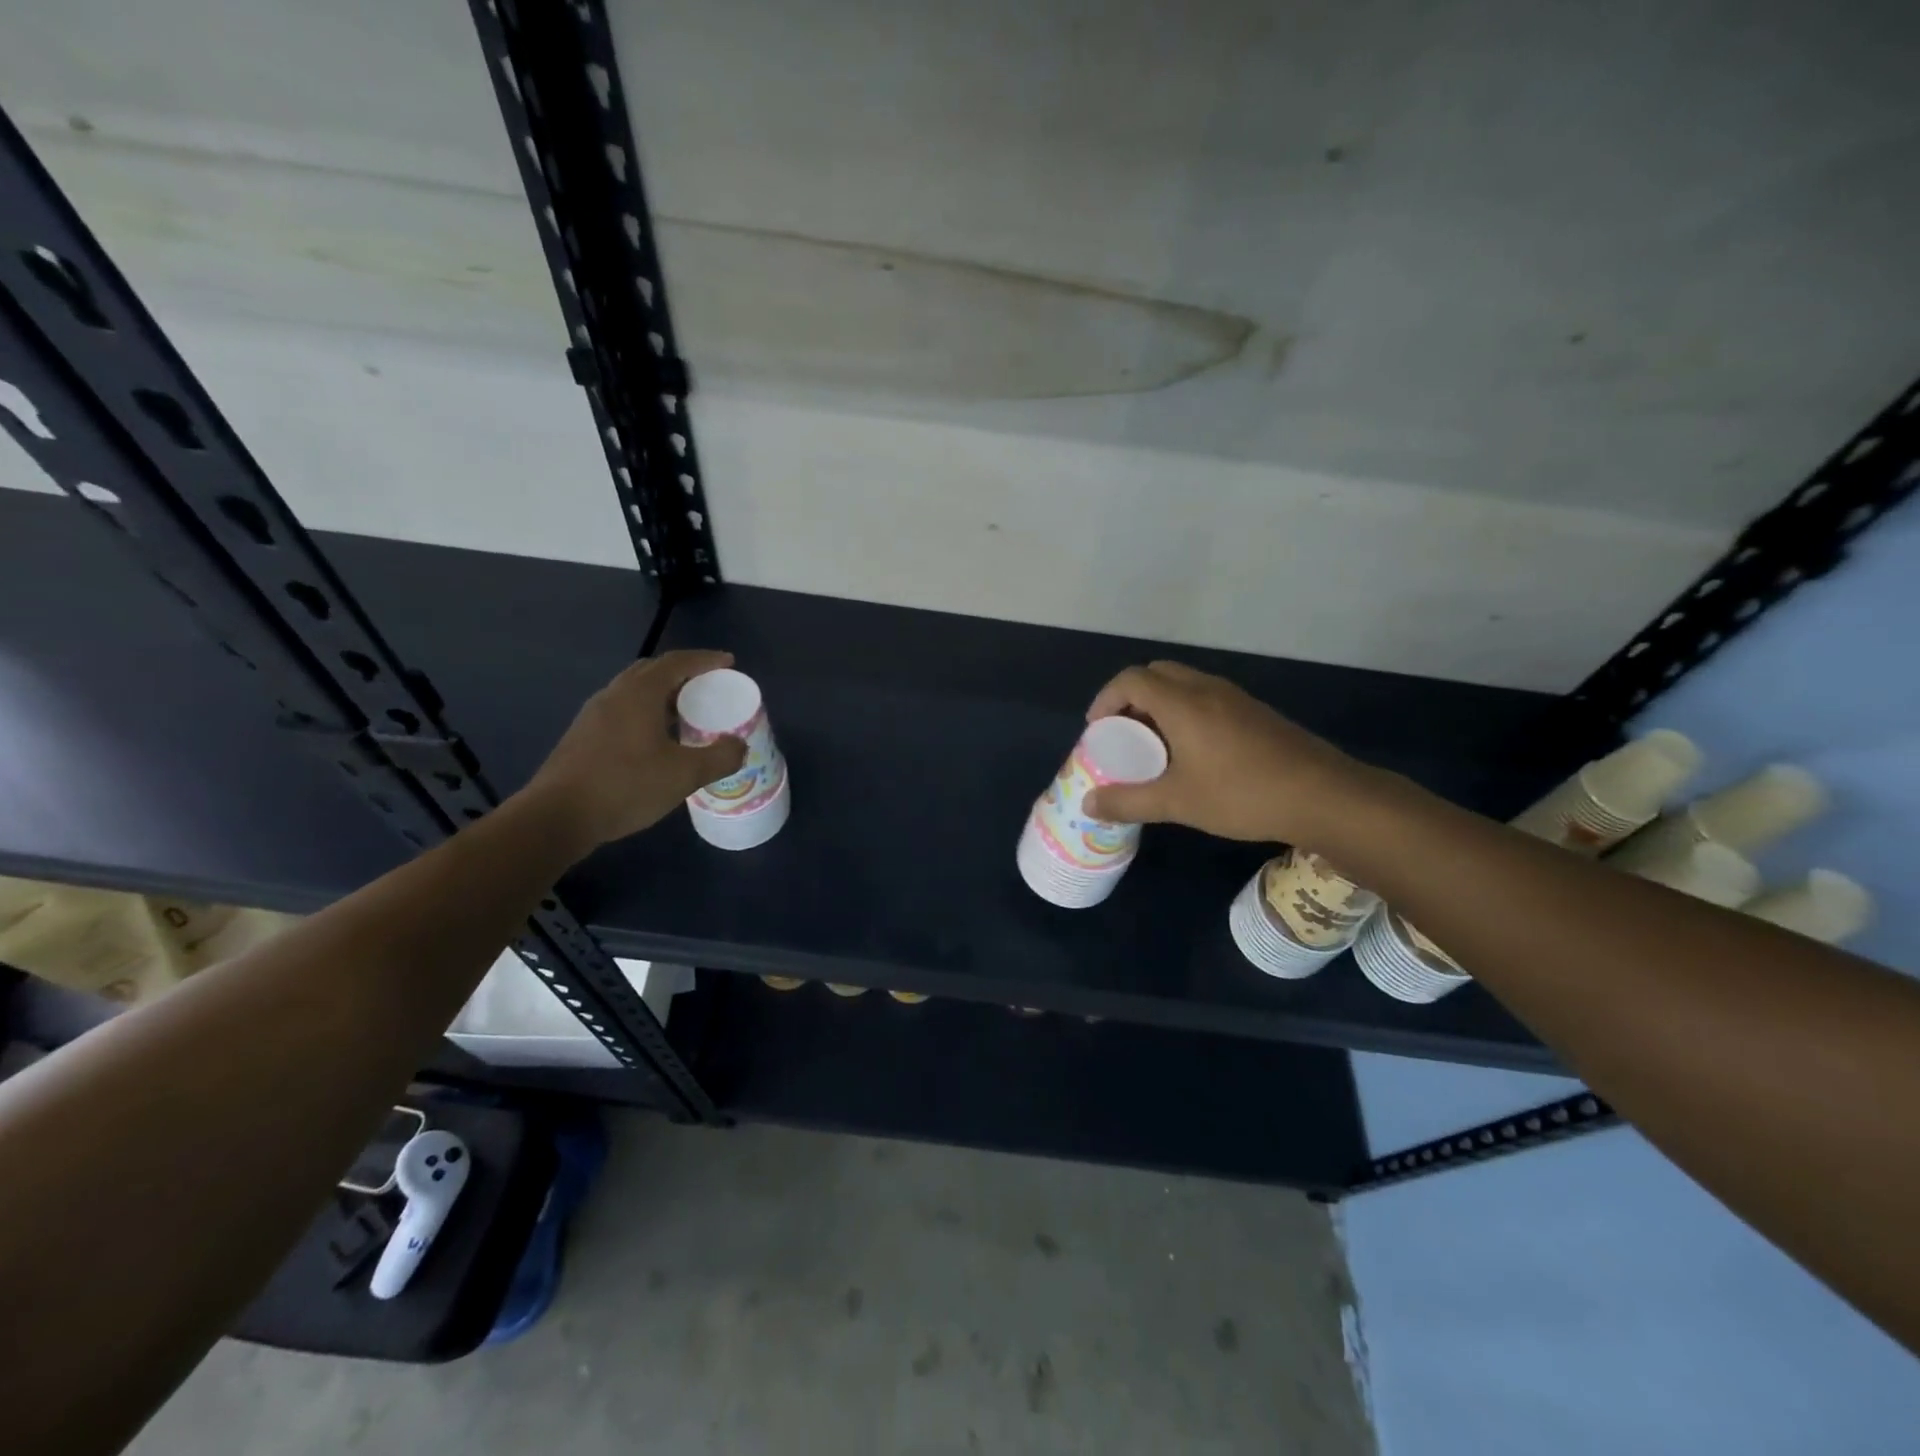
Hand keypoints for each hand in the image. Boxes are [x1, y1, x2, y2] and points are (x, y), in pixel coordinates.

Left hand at [524, 650, 746, 848]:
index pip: (677, 662)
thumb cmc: (626, 786)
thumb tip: (739, 746)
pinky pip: (622, 711)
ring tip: (685, 714)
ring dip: (662, 695)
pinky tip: (655, 740)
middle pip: (652, 671)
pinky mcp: (582, 736)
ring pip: (633, 692)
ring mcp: (593, 715)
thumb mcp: (684, 775)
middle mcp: (614, 695)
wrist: (557, 816)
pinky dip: (645, 713)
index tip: (728, 663)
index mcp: (639, 693)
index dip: (705, 660)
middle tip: (708, 687)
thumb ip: (719, 757)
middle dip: (683, 673)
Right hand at [1080, 660, 1369, 844]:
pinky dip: (1185, 711)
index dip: (1106, 698)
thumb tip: (1088, 805)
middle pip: (1157, 673)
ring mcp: (1235, 698)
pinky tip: (1193, 752)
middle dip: (1131, 697)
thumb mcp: (1177, 803)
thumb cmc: (1242, 794)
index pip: (1131, 679)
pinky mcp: (1255, 712)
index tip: (1097, 729)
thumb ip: (1128, 801)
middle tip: (1124, 733)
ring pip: (1185, 684)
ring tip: (1154, 744)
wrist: (1322, 796)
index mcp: (1182, 702)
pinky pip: (1207, 697)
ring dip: (1160, 704)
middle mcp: (1207, 689)